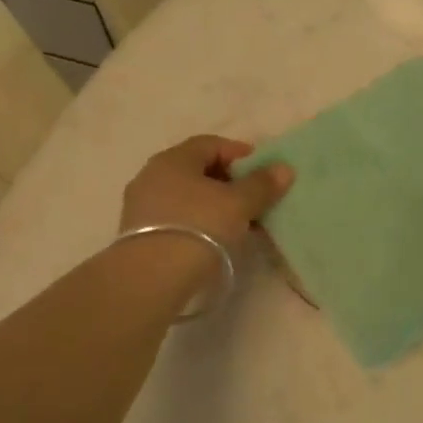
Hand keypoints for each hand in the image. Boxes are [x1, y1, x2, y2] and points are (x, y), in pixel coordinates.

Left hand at [120, 136, 292, 252]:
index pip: (210, 144)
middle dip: (228, 181)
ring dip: (213, 204)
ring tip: (238, 222)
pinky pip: (176, 217)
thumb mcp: (238, 204)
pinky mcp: (138, 234)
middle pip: (196, 170)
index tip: (262, 169)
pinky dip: (198, 221)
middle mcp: (152, 175)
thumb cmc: (199, 227)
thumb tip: (284, 168)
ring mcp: (141, 206)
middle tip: (253, 197)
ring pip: (186, 196)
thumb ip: (261, 184)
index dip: (239, 153)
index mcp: (173, 159)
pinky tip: (215, 238)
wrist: (151, 278)